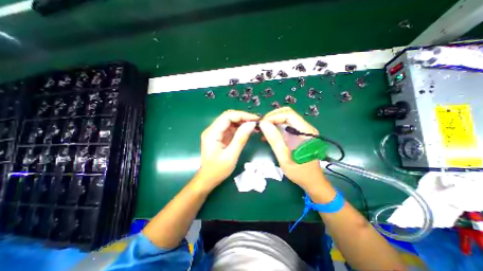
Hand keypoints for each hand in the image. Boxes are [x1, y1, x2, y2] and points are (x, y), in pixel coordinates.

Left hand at [194, 110, 259, 189]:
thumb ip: (241, 139)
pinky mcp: (219, 136)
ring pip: (230, 121)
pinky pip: (230, 128)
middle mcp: (212, 130)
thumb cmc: (218, 170)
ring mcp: (215, 133)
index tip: (255, 119)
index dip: (242, 115)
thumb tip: (251, 124)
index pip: (227, 117)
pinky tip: (247, 130)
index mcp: (212, 133)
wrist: (208, 179)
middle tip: (256, 122)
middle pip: (228, 117)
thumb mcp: (231, 156)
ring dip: (242, 122)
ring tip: (254, 125)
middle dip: (243, 117)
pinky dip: (239, 127)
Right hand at [260, 107, 328, 190]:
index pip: (289, 115)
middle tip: (261, 126)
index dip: (273, 117)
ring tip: (262, 130)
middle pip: (287, 113)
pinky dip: (275, 128)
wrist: (312, 182)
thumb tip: (263, 124)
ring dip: (273, 122)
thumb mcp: (285, 158)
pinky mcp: (299, 135)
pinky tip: (268, 135)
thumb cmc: (300, 173)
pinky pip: (286, 126)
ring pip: (286, 119)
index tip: (261, 125)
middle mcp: (306, 128)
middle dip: (272, 117)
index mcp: (306, 132)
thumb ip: (275, 140)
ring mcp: (303, 131)